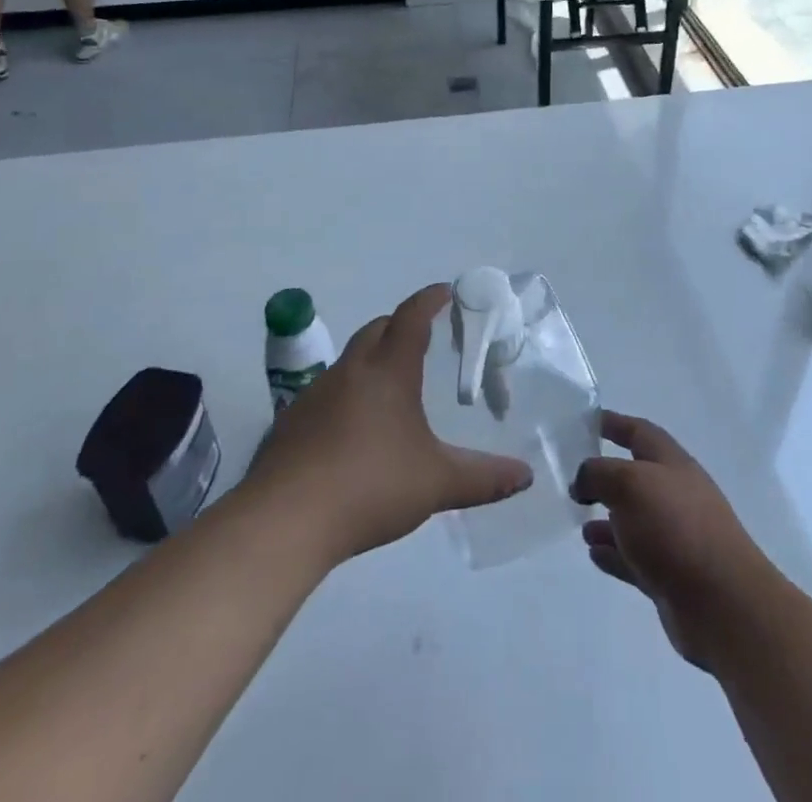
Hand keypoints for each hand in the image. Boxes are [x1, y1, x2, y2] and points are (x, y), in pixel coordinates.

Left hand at [242, 284, 532, 562]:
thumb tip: (526, 476)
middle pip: (377, 330)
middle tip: (423, 337)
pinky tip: (352, 428)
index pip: (411, 318)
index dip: (429, 300)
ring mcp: (315, 394)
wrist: (284, 520)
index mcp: (389, 371)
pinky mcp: (291, 421)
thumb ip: (483, 478)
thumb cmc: (369, 486)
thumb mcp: (436, 483)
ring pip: (350, 360)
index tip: (445, 291)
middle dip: (401, 325)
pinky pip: (326, 392)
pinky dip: (346, 393)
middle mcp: (351, 371)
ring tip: (391, 385)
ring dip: (372, 359)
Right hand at [571, 411, 775, 669]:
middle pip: (636, 476)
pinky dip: (613, 553)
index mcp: (671, 463)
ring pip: (633, 520)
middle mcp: (675, 494)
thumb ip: (598, 473)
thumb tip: (583, 480)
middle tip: (574, 481)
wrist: (722, 603)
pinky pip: (634, 557)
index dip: (614, 423)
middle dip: (605, 476)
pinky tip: (593, 554)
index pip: (639, 432)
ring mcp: (675, 536)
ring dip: (606, 519)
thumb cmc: (675, 527)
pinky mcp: (670, 576)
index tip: (586, 421)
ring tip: (580, 523)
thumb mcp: (629, 484)